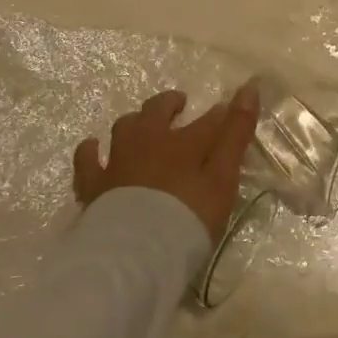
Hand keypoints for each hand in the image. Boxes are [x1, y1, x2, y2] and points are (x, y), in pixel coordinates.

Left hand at [74, 85, 260, 243]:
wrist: (136, 250)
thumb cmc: (188, 215)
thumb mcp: (223, 177)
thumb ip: (236, 134)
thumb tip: (250, 87)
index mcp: (183, 143)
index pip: (208, 122)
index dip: (220, 114)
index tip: (227, 110)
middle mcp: (148, 142)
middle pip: (157, 112)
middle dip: (169, 104)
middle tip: (178, 104)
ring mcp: (117, 161)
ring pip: (124, 127)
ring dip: (135, 121)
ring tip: (141, 124)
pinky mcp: (93, 184)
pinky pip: (87, 159)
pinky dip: (90, 150)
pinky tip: (92, 147)